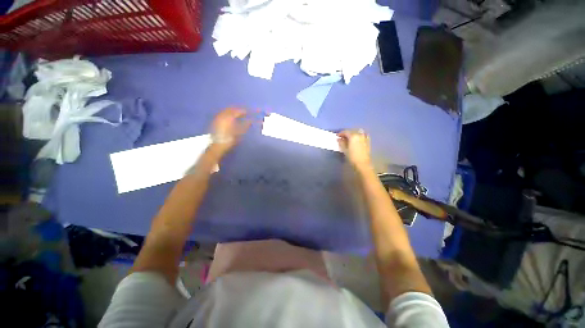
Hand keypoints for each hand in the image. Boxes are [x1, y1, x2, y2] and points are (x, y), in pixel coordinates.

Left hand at [209, 108, 250, 154]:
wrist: (217, 146)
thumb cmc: (230, 140)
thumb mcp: (239, 133)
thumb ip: (245, 126)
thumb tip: (251, 121)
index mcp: (229, 118)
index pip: (237, 111)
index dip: (243, 111)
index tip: (248, 112)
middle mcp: (222, 116)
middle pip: (230, 109)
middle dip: (237, 109)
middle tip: (243, 112)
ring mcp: (218, 118)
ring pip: (225, 111)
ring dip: (232, 111)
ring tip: (237, 114)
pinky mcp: (215, 122)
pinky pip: (222, 114)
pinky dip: (227, 114)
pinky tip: (230, 118)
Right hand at [337, 129, 371, 170]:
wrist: (363, 164)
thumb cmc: (352, 157)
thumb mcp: (344, 150)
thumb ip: (341, 143)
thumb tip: (339, 139)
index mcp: (353, 136)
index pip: (346, 132)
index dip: (341, 133)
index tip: (337, 136)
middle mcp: (359, 135)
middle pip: (352, 131)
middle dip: (347, 133)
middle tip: (342, 137)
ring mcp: (364, 138)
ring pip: (358, 133)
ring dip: (353, 134)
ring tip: (349, 138)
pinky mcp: (368, 142)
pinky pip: (363, 136)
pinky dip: (359, 136)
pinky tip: (357, 139)